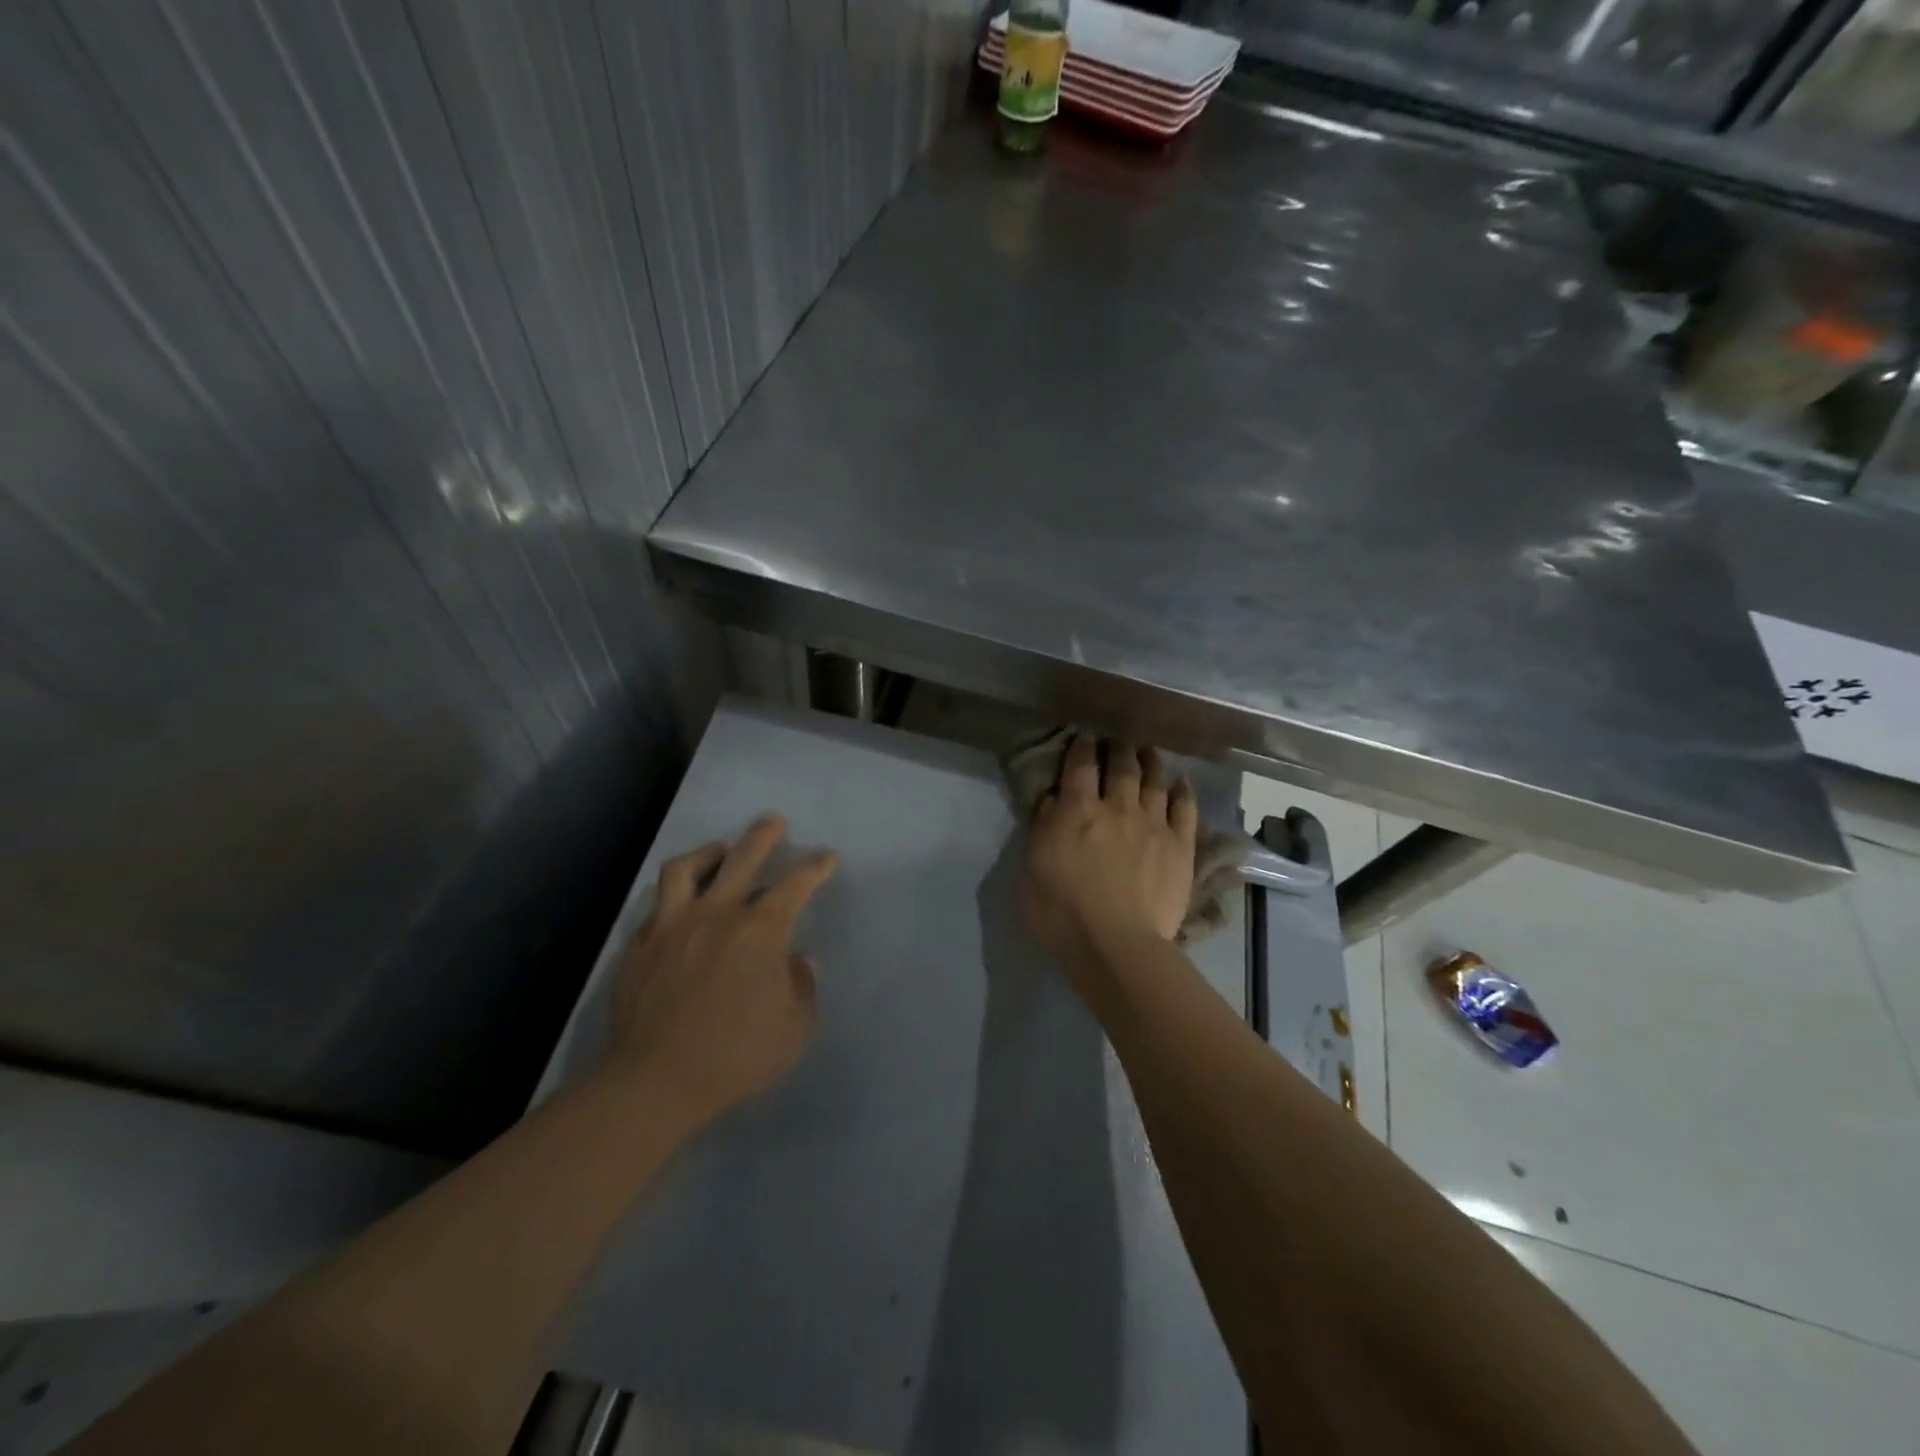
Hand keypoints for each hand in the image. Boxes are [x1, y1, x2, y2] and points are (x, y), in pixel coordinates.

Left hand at [605, 814, 836, 1129]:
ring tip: (719, 851)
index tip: (826, 857)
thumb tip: (796, 961)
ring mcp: (672, 924)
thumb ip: (801, 987)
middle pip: (741, 857)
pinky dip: (676, 895)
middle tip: (772, 821)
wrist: (654, 1081)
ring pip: (687, 867)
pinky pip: (658, 904)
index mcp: (760, 929)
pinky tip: (682, 905)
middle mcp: (716, 913)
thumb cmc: (736, 1055)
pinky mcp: (640, 944)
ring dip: (708, 853)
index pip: (795, 884)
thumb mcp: (793, 1029)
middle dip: (761, 836)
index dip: (814, 866)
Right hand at [1022, 736, 1196, 978]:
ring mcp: (1153, 824)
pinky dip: (1183, 792)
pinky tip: (1182, 782)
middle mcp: (1117, 807)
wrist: (1116, 944)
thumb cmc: (1062, 913)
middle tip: (1119, 742)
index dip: (1082, 747)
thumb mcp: (1032, 868)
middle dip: (1119, 749)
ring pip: (1155, 780)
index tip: (1084, 738)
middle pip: (1122, 766)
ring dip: (1151, 762)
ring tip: (1149, 752)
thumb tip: (1054, 801)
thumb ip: (1043, 829)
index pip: (1080, 765)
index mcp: (1077, 810)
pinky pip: (1185, 809)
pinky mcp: (1180, 846)